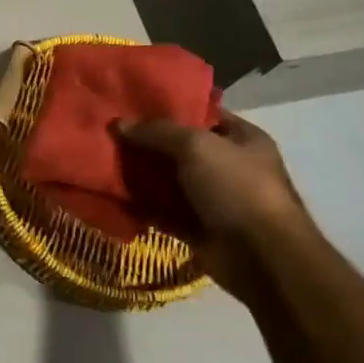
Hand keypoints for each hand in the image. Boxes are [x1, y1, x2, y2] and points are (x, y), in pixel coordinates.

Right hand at [114, 110, 306, 301]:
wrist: (260, 256)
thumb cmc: (237, 188)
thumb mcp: (196, 146)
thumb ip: (157, 131)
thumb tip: (118, 123)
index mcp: (242, 139)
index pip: (202, 114)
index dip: (169, 108)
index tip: (132, 106)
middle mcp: (230, 167)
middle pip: (180, 148)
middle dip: (148, 143)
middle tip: (110, 134)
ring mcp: (214, 200)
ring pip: (169, 181)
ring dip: (141, 175)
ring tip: (103, 162)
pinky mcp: (198, 228)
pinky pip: (164, 211)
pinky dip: (142, 206)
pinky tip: (113, 195)